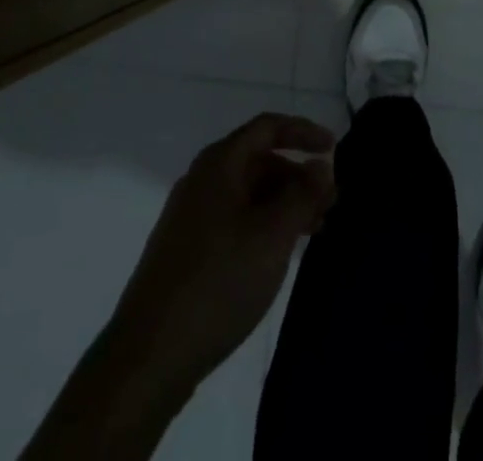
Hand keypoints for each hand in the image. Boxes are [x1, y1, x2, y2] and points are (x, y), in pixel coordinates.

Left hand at [108, 113, 336, 391]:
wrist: (149, 355)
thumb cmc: (218, 281)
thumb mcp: (272, 235)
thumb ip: (302, 195)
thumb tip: (321, 165)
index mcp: (219, 164)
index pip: (267, 128)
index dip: (303, 132)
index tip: (334, 149)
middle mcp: (202, 180)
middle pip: (258, 160)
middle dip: (297, 176)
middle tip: (330, 204)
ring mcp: (191, 216)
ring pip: (248, 193)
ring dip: (283, 204)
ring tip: (314, 231)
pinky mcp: (187, 250)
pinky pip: (235, 219)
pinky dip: (263, 225)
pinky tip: (279, 253)